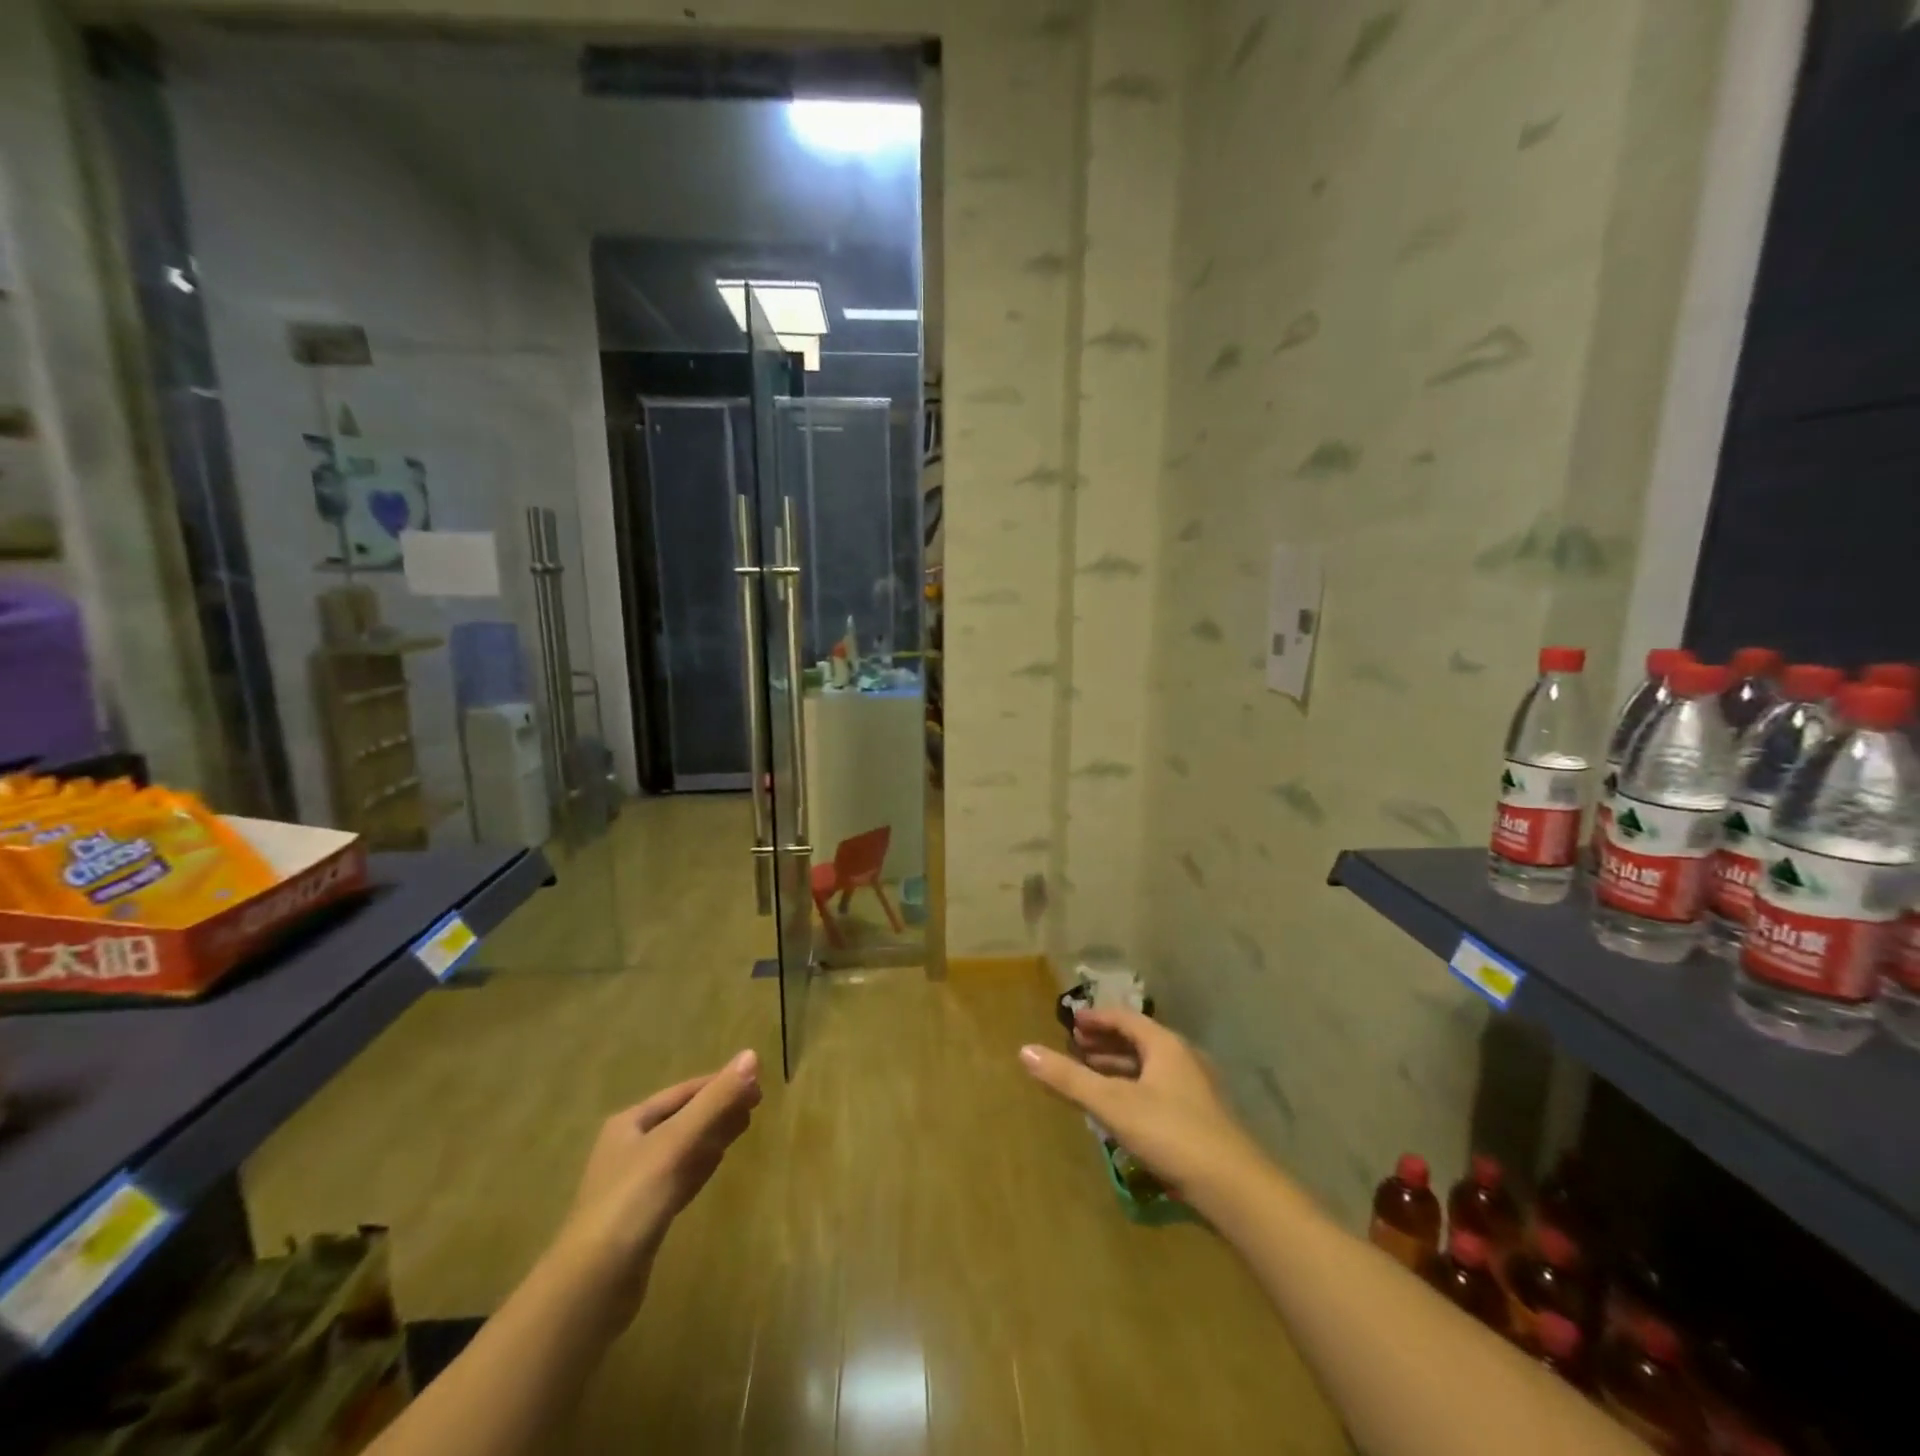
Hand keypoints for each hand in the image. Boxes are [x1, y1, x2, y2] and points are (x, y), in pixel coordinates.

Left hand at [549, 1049, 762, 1329]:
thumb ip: (715, 1101)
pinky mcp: (643, 1217)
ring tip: (744, 1125)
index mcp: (631, 1123)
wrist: (590, 1287)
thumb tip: (752, 1055)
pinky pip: (679, 1177)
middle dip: (719, 1108)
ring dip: (713, 1134)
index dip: (720, 1084)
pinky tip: (715, 1163)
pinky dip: (701, 1164)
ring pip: (683, 1148)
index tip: (757, 1082)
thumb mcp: (677, 1143)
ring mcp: (634, 1184)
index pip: (684, 1092)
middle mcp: (629, 1147)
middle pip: (684, 1118)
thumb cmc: (632, 1201)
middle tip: (757, 1102)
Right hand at [1019, 1010, 1259, 1200]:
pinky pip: (1157, 1088)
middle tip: (1075, 1046)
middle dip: (1105, 1042)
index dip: (1096, 1018)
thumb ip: (1069, 1079)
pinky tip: (1120, 1110)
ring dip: (1118, 1067)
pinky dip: (1132, 1088)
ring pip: (1148, 1067)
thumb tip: (1024, 1051)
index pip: (1125, 1018)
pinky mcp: (1199, 1117)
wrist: (1234, 1187)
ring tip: (1090, 1075)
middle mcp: (1182, 1058)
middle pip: (1138, 1040)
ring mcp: (1194, 1089)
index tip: (1071, 1022)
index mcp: (1164, 1045)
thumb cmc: (1170, 1132)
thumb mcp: (1112, 1104)